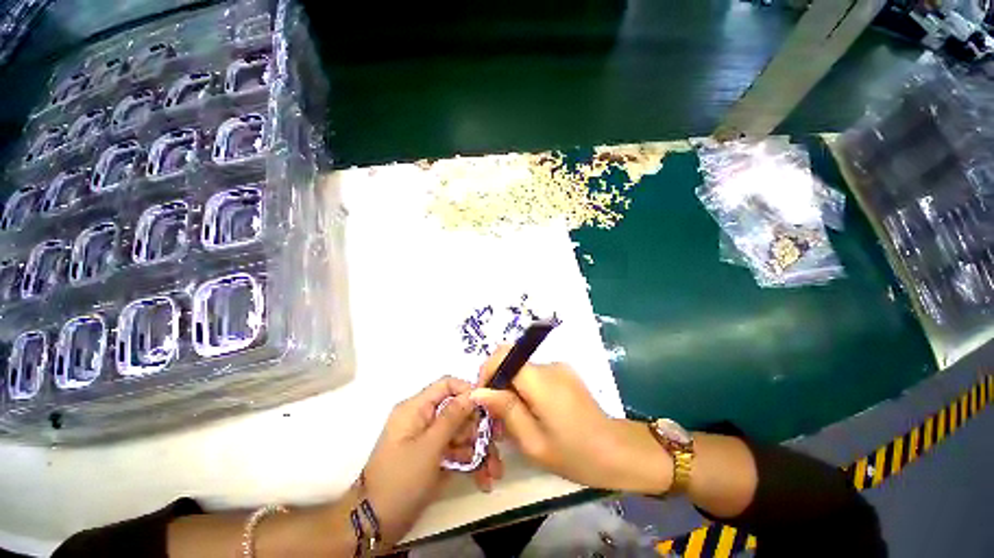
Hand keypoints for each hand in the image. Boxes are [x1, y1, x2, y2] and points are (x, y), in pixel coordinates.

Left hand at [361, 376, 478, 545]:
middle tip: (493, 443)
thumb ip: (452, 417)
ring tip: (494, 470)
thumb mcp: (429, 447)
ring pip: (460, 432)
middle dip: (477, 428)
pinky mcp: (433, 456)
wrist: (375, 525)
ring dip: (478, 449)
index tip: (488, 406)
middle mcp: (423, 419)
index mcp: (416, 408)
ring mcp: (429, 439)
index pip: (446, 385)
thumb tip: (473, 393)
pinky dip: (469, 461)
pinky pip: (456, 450)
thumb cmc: (400, 480)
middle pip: (457, 410)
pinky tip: (484, 478)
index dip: (468, 391)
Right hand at [470, 347, 671, 492]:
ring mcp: (559, 367)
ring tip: (516, 421)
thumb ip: (506, 411)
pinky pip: (535, 376)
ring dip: (513, 390)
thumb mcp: (533, 442)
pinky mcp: (564, 373)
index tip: (484, 398)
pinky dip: (526, 390)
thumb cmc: (575, 455)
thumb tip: (479, 391)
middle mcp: (550, 366)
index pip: (504, 355)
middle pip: (512, 363)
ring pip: (522, 371)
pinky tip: (533, 414)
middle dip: (499, 385)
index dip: (488, 371)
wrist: (618, 453)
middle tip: (498, 418)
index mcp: (541, 381)